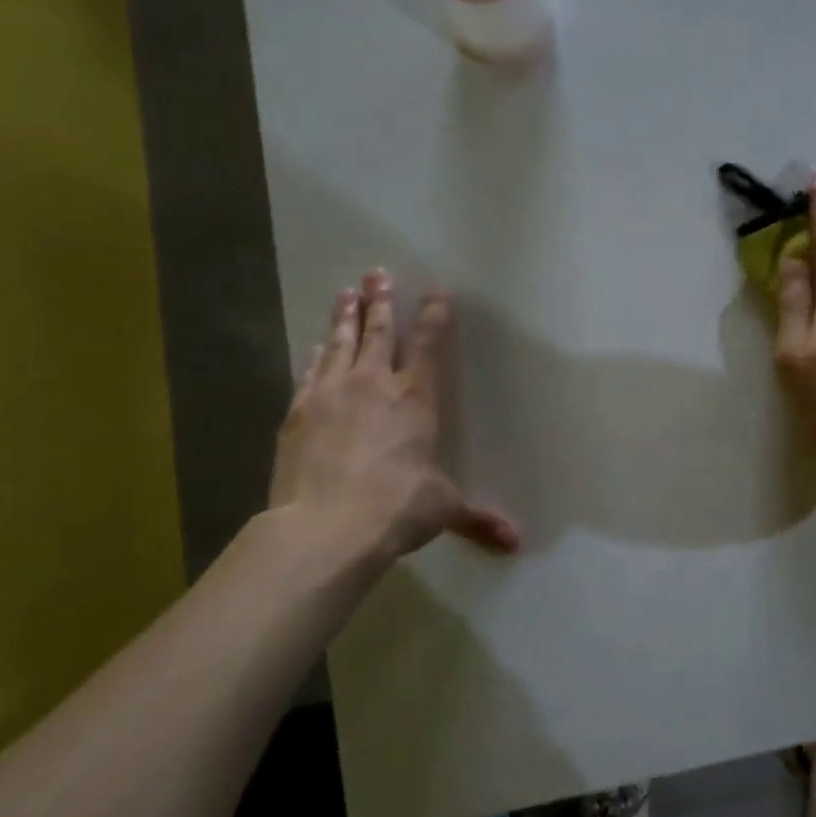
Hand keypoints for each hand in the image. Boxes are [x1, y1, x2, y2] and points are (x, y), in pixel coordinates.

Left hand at [269, 270, 520, 576]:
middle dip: (380, 301)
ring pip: (339, 343)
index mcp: (415, 399)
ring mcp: (332, 394)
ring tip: (345, 292)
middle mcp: (374, 385)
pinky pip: (310, 372)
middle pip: (377, 332)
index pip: (427, 345)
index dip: (433, 316)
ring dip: (344, 316)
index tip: (436, 291)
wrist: (325, 527)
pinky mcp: (299, 412)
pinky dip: (314, 355)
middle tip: (377, 274)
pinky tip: (314, 346)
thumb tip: (516, 541)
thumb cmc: (396, 508)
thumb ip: (477, 518)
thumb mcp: (442, 510)